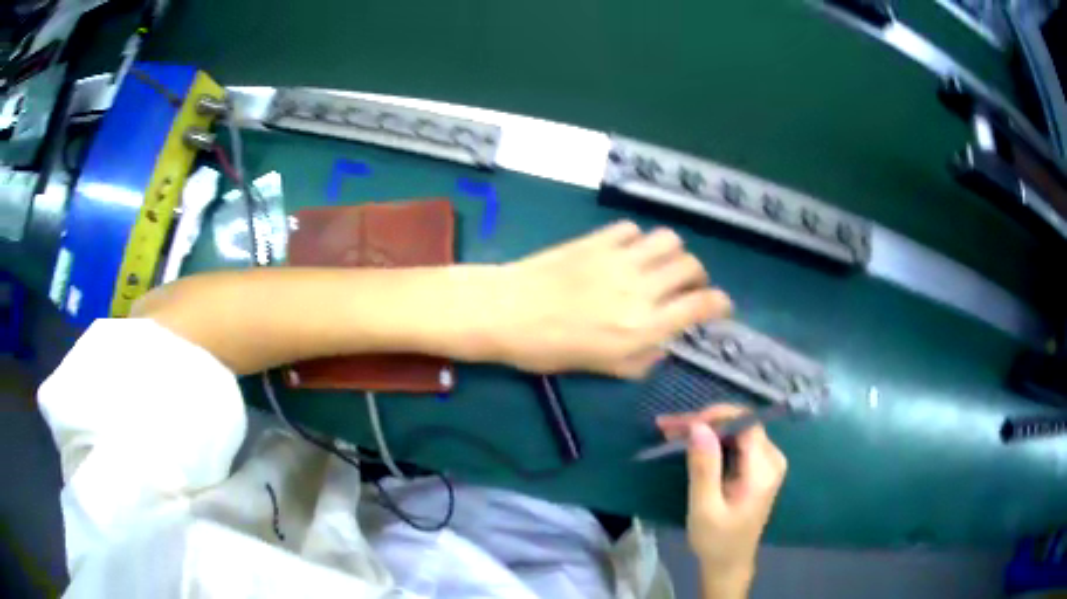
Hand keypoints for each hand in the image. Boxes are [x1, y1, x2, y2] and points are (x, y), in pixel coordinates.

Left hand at [489, 221, 731, 377]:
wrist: (506, 310)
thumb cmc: (549, 348)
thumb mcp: (602, 369)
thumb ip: (642, 358)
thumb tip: (662, 343)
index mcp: (645, 325)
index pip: (703, 304)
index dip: (721, 304)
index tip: (720, 307)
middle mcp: (642, 287)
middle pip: (692, 266)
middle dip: (697, 278)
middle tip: (684, 289)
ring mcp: (621, 258)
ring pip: (669, 239)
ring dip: (672, 253)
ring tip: (658, 267)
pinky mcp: (599, 239)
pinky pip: (633, 229)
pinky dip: (638, 240)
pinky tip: (625, 253)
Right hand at [657, 404, 786, 597]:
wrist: (729, 563)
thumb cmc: (716, 540)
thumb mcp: (705, 507)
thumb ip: (704, 467)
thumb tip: (699, 426)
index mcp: (763, 469)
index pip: (745, 424)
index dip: (714, 416)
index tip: (682, 424)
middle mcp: (771, 458)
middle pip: (740, 424)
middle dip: (704, 421)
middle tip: (668, 427)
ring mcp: (766, 461)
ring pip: (736, 430)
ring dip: (705, 429)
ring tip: (672, 432)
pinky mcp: (757, 466)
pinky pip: (736, 442)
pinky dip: (712, 440)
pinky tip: (688, 443)